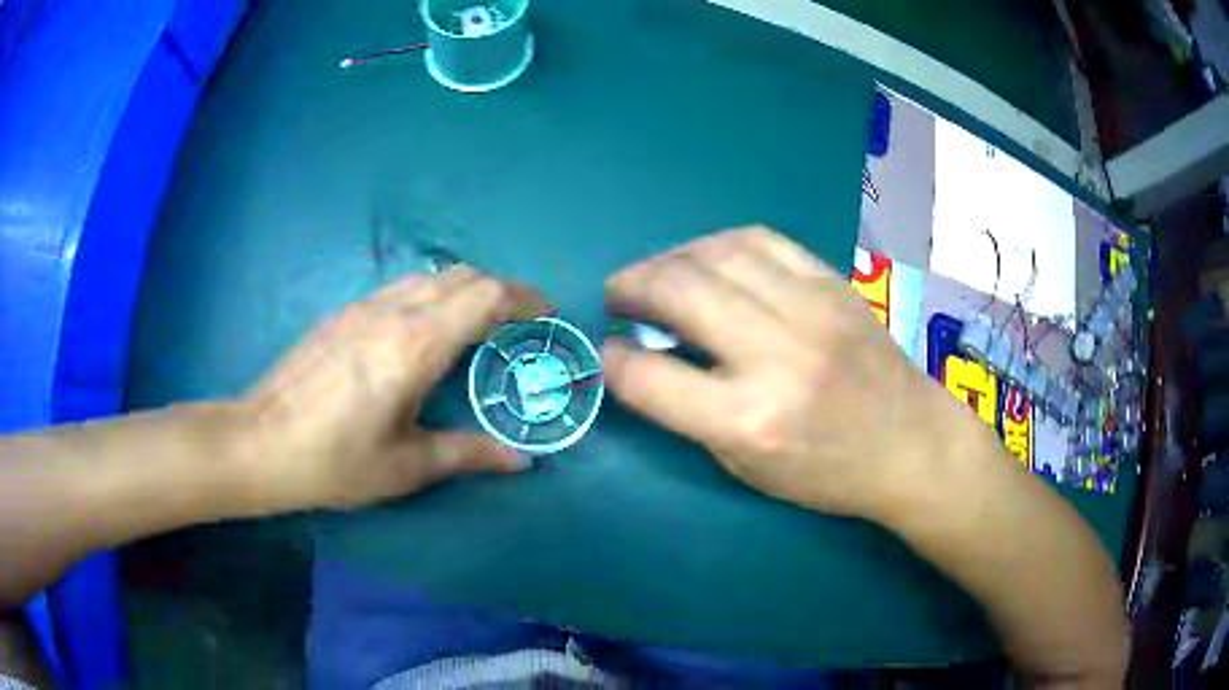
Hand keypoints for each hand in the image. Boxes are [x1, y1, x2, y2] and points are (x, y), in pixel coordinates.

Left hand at [242, 266, 548, 510]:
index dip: (523, 297)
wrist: (259, 442)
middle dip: (499, 290)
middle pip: (461, 275)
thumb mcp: (406, 467)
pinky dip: (430, 295)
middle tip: (518, 323)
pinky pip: (401, 288)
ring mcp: (362, 306)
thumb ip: (468, 454)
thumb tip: (522, 461)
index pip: (485, 295)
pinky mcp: (341, 313)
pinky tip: (422, 332)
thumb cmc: (334, 461)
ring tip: (476, 324)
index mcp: (416, 345)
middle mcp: (393, 311)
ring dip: (463, 290)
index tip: (546, 312)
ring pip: (428, 277)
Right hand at [601, 227, 991, 521]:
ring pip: (714, 253)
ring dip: (669, 259)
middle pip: (678, 291)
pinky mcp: (831, 282)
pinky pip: (759, 240)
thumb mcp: (748, 467)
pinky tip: (707, 260)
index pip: (650, 377)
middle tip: (620, 296)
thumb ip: (689, 412)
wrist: (911, 441)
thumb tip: (644, 358)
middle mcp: (777, 355)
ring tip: (658, 275)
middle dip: (631, 286)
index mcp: (750, 419)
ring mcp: (810, 309)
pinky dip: (718, 245)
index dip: (613, 360)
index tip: (608, 350)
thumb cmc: (828, 472)